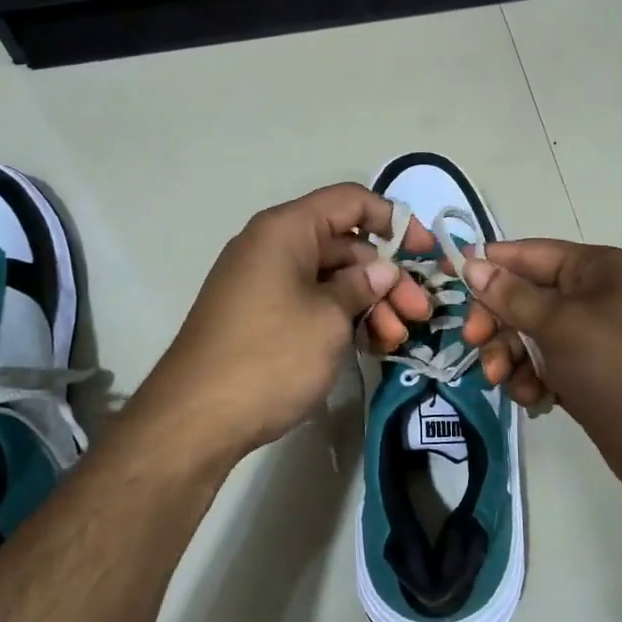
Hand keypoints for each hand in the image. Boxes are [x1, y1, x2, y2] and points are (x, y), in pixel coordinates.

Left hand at [134, 184, 434, 461]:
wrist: (195, 419)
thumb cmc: (270, 356)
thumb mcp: (329, 318)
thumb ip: (362, 286)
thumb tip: (383, 269)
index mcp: (286, 229)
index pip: (350, 202)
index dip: (394, 220)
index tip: (426, 253)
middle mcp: (273, 246)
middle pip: (344, 245)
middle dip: (387, 277)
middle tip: (418, 314)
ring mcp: (264, 282)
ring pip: (330, 279)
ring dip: (369, 303)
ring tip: (396, 340)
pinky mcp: (261, 316)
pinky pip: (310, 302)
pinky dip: (341, 318)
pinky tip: (370, 346)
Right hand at [460, 240, 621, 515]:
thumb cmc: (620, 368)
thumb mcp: (561, 324)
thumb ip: (511, 296)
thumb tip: (471, 263)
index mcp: (595, 268)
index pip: (528, 254)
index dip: (487, 265)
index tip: (446, 278)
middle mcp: (592, 297)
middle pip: (523, 296)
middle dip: (497, 321)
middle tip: (477, 343)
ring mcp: (589, 339)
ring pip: (527, 336)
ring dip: (510, 356)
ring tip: (505, 381)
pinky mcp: (585, 376)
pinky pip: (542, 367)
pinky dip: (530, 380)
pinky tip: (535, 399)